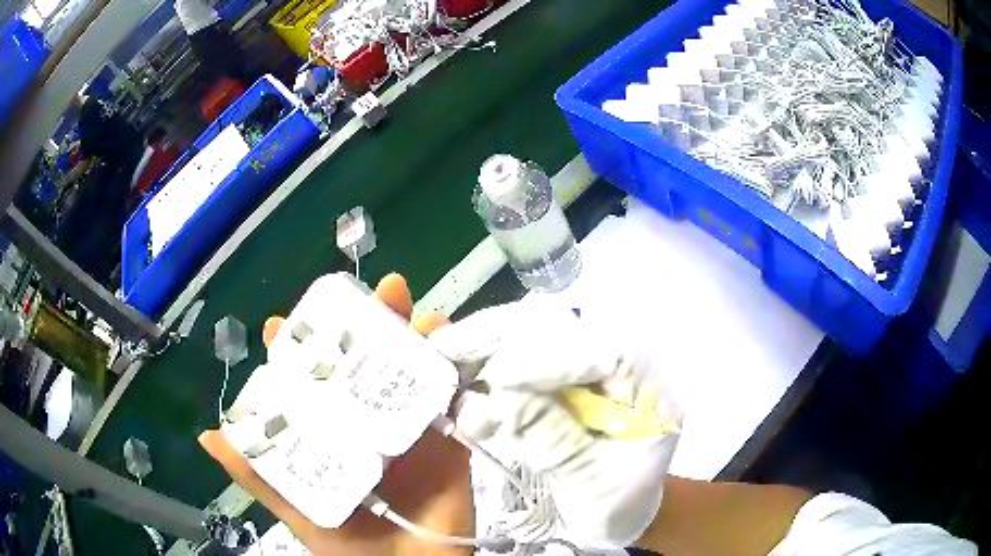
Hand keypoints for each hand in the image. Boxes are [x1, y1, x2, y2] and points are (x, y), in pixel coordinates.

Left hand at [198, 274, 473, 555]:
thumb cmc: (349, 547)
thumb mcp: (298, 508)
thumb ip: (259, 476)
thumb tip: (208, 436)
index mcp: (330, 435)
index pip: (308, 384)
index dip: (294, 351)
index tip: (281, 324)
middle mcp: (366, 424)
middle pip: (361, 367)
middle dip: (361, 326)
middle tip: (360, 293)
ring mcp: (408, 430)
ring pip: (406, 370)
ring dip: (407, 332)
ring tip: (400, 300)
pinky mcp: (446, 441)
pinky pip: (449, 395)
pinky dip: (449, 362)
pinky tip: (441, 333)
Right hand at [429, 299, 680, 548]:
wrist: (610, 516)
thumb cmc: (615, 506)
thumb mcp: (591, 482)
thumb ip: (553, 440)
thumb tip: (500, 394)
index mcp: (648, 392)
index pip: (610, 352)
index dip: (556, 358)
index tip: (500, 377)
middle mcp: (618, 368)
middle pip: (569, 329)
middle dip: (506, 337)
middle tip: (451, 346)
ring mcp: (586, 370)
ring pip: (538, 335)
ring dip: (488, 343)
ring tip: (444, 353)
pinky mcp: (558, 379)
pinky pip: (520, 358)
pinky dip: (485, 364)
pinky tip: (460, 376)